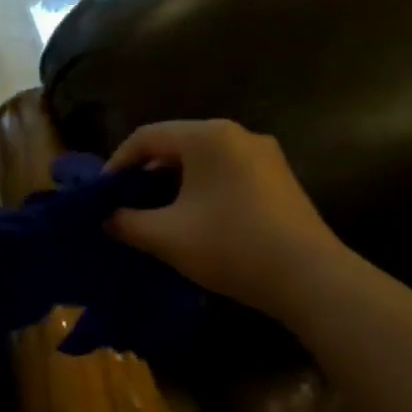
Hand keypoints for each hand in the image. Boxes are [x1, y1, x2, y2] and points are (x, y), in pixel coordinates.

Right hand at [107, 120, 344, 317]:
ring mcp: (264, 155)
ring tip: (156, 216)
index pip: (146, 137)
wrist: (309, 277)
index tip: (102, 196)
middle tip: (125, 206)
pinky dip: (201, 190)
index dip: (116, 164)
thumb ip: (126, 222)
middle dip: (145, 175)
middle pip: (175, 145)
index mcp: (207, 136)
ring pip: (202, 161)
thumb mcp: (165, 236)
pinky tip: (194, 221)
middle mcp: (238, 134)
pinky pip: (226, 173)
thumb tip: (108, 219)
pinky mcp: (279, 179)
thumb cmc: (229, 245)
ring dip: (173, 184)